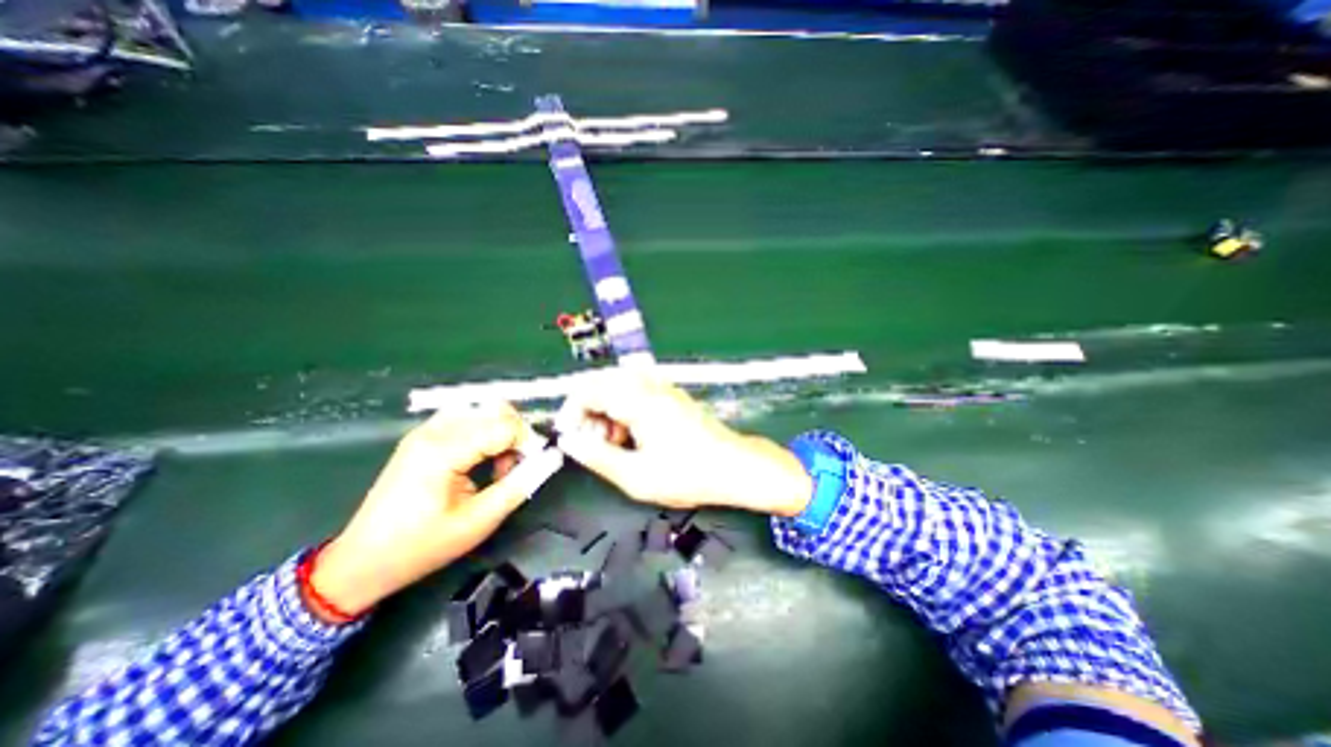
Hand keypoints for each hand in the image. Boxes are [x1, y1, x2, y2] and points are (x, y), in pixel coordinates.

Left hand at [312, 403, 533, 618]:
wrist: (362, 561)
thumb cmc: (422, 546)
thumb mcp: (479, 521)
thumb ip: (520, 485)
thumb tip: (552, 457)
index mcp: (443, 450)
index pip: (505, 425)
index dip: (529, 442)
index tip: (534, 466)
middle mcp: (434, 431)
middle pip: (495, 410)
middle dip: (516, 435)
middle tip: (515, 468)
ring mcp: (425, 430)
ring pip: (483, 411)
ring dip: (501, 432)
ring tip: (497, 466)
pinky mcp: (423, 436)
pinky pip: (467, 419)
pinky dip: (484, 433)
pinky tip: (480, 459)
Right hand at [554, 372, 812, 515]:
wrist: (733, 466)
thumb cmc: (688, 474)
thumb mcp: (636, 476)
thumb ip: (598, 458)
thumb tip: (570, 443)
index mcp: (639, 401)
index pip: (589, 390)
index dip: (572, 412)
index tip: (569, 437)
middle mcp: (649, 386)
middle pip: (601, 382)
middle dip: (588, 410)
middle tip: (593, 442)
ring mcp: (663, 387)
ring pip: (618, 384)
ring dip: (606, 409)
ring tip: (614, 442)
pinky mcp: (671, 394)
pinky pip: (636, 389)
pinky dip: (624, 407)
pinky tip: (632, 433)